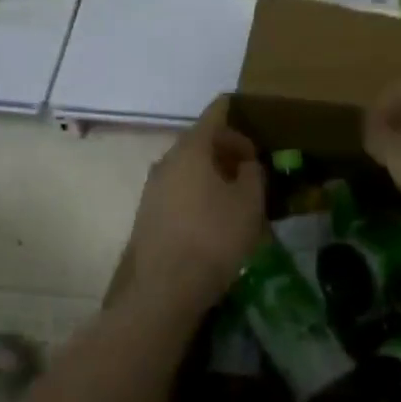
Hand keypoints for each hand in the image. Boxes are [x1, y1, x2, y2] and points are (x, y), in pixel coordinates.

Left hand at [120, 96, 265, 311]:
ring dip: (212, 172)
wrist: (164, 289)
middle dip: (226, 148)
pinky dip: (198, 191)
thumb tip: (246, 164)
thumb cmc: (214, 238)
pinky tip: (214, 215)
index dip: (234, 112)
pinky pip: (178, 189)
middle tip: (251, 166)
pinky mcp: (147, 214)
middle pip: (199, 141)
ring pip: (187, 167)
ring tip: (236, 192)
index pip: (214, 115)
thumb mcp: (249, 203)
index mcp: (191, 149)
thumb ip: (252, 174)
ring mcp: (152, 188)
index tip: (250, 118)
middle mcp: (166, 161)